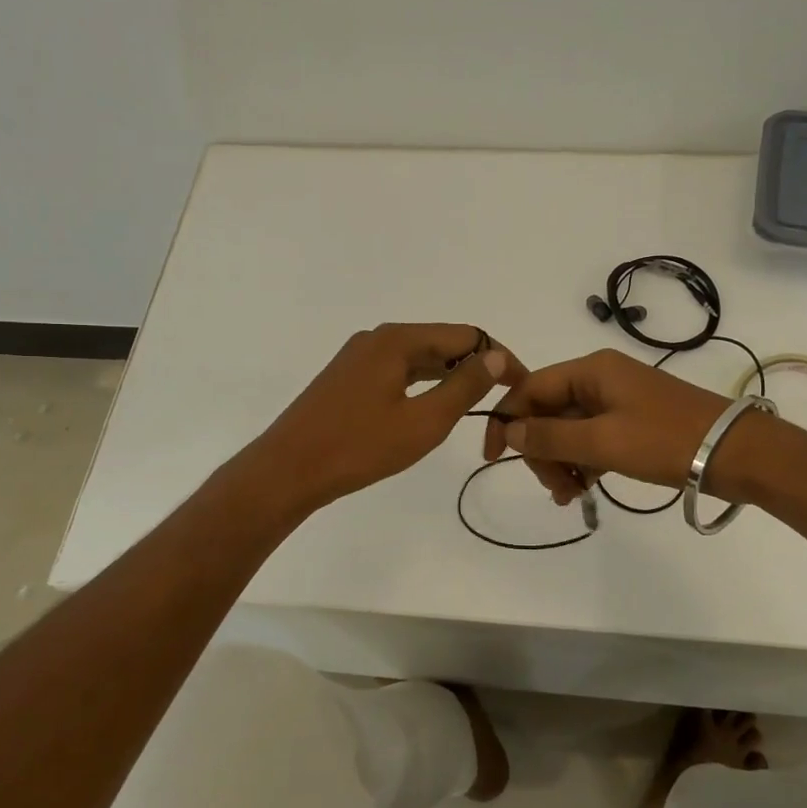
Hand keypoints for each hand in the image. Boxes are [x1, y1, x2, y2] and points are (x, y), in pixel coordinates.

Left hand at [251, 324, 523, 514]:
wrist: (287, 470)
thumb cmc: (358, 448)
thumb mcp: (423, 422)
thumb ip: (464, 387)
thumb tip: (495, 357)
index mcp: (398, 340)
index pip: (467, 336)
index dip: (499, 359)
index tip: (520, 388)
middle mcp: (378, 338)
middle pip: (443, 343)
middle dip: (475, 369)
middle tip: (500, 403)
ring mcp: (359, 356)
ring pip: (420, 358)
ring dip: (450, 378)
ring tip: (474, 408)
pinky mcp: (348, 377)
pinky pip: (398, 371)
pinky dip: (423, 385)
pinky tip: (431, 408)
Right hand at [482, 349, 735, 504]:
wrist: (736, 452)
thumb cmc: (666, 440)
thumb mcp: (603, 441)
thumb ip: (550, 437)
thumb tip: (509, 432)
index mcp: (590, 370)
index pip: (530, 389)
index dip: (507, 421)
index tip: (494, 458)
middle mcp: (599, 378)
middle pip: (548, 412)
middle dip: (541, 450)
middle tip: (555, 489)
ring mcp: (617, 400)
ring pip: (568, 429)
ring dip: (561, 461)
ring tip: (571, 496)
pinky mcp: (632, 422)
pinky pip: (592, 438)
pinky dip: (583, 462)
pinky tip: (584, 489)